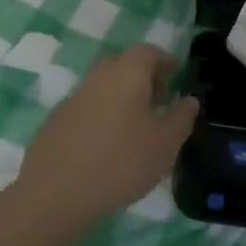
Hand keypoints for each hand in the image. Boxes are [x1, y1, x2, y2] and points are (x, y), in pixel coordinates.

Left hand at [13, 44, 197, 230]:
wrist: (55, 194)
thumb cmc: (121, 162)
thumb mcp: (165, 144)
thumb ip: (181, 118)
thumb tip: (189, 100)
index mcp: (126, 74)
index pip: (147, 52)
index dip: (164, 60)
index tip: (176, 75)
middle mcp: (97, 78)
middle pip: (122, 66)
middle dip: (143, 77)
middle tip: (159, 101)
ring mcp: (72, 100)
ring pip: (102, 88)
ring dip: (121, 98)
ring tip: (137, 128)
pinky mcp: (55, 123)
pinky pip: (87, 109)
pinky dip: (102, 117)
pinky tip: (108, 146)